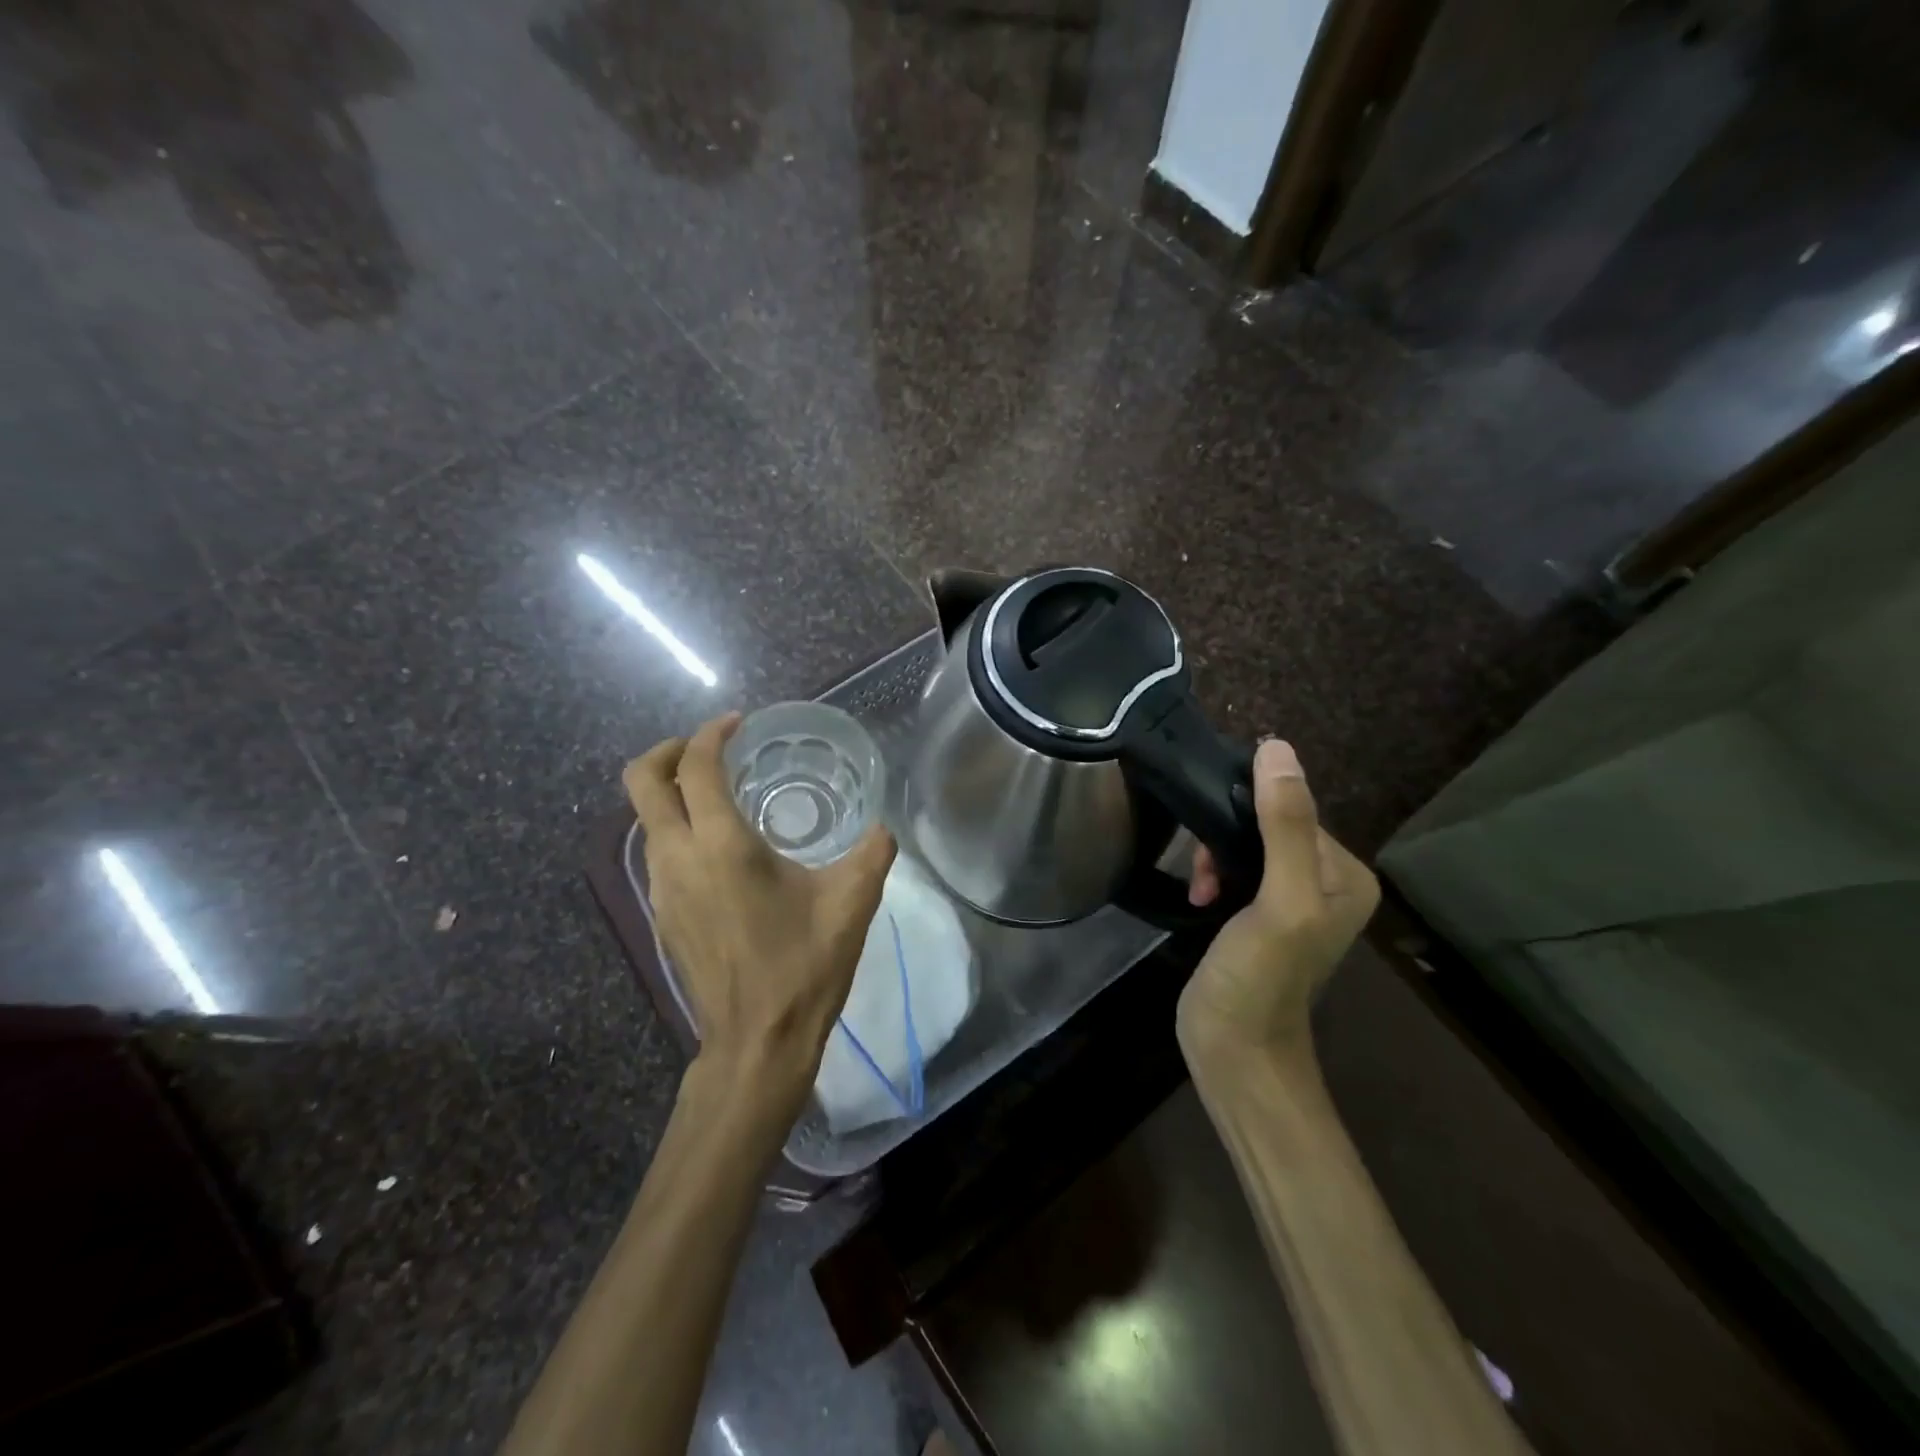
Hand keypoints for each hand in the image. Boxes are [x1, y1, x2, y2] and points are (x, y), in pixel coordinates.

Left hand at [624, 713, 896, 1124]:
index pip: (695, 766)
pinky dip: (677, 829)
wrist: (758, 1041)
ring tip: (720, 796)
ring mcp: (661, 889)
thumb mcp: (852, 901)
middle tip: (707, 747)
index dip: (710, 733)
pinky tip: (720, 850)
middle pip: (641, 781)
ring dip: (672, 793)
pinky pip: (657, 852)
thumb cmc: (804, 965)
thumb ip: (873, 851)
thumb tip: (882, 828)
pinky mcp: (661, 915)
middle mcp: (678, 857)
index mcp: (721, 844)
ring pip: (645, 819)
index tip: (737, 724)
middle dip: (667, 750)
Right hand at [1179, 739, 1378, 1068]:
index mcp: (1346, 874)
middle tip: (1205, 873)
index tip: (1213, 839)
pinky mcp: (1258, 915)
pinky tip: (1200, 896)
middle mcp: (1325, 881)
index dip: (1248, 814)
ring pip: (1245, 844)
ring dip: (1216, 857)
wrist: (1235, 1051)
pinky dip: (1213, 875)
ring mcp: (1290, 900)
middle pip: (1267, 824)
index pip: (1293, 808)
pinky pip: (1235, 869)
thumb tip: (1276, 747)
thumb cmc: (1261, 977)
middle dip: (1227, 839)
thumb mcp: (1280, 900)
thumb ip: (1283, 826)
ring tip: (1202, 888)